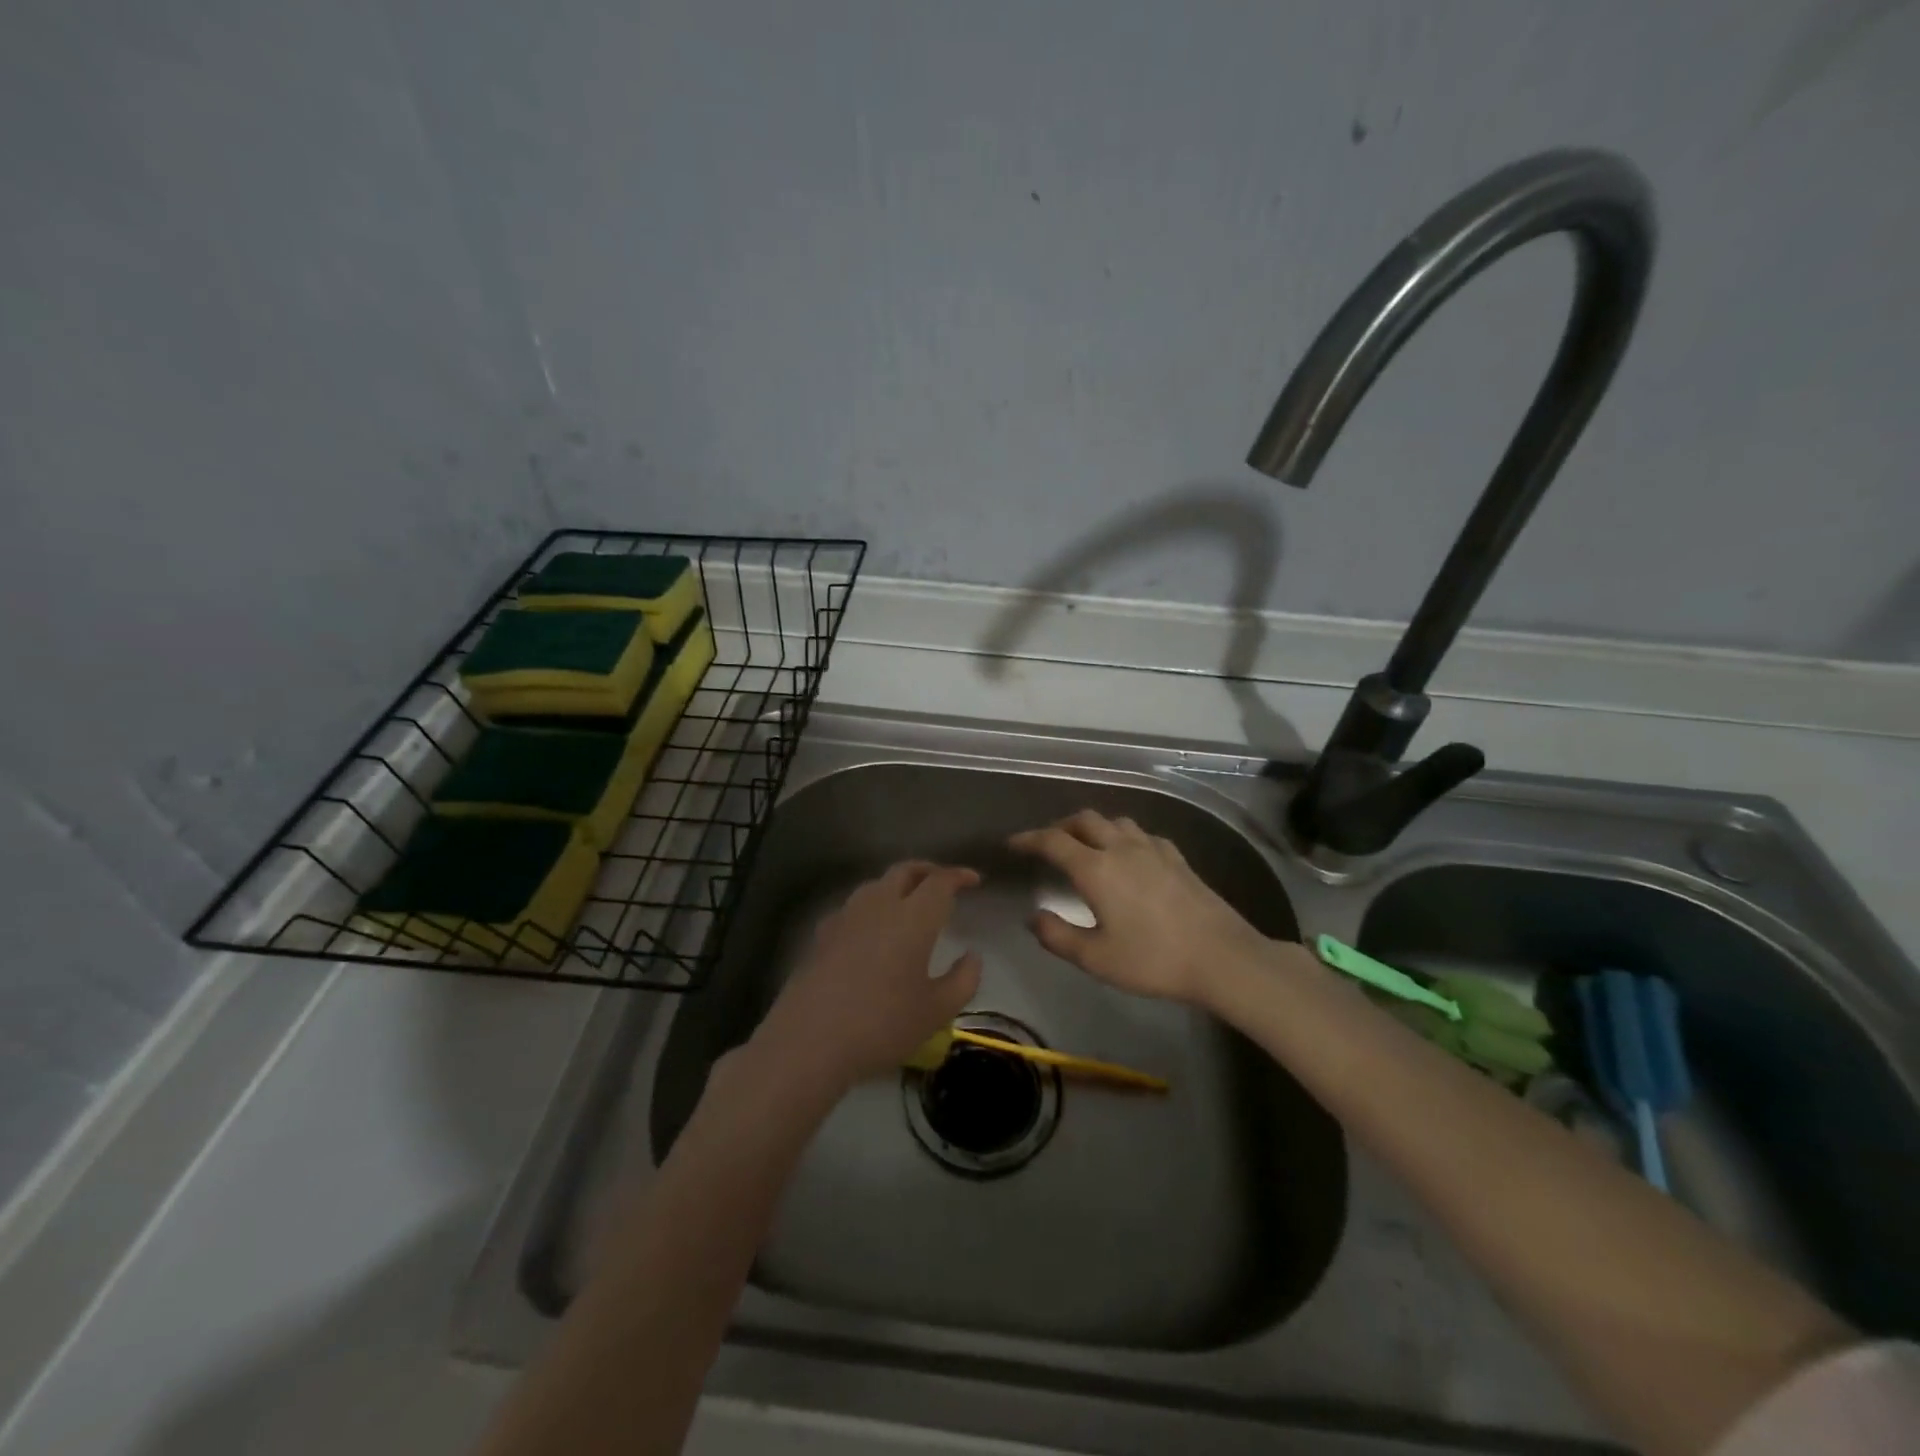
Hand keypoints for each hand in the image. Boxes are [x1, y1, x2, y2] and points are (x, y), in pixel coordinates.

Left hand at [753, 862, 982, 1090]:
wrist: (809, 1040)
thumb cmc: (882, 1024)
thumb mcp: (936, 1011)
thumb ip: (963, 980)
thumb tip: (972, 956)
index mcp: (913, 917)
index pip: (940, 881)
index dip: (959, 876)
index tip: (974, 881)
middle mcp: (879, 905)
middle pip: (905, 870)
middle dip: (928, 870)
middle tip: (943, 883)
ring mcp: (846, 916)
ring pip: (876, 884)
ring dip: (898, 885)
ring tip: (910, 904)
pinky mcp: (822, 933)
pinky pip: (854, 907)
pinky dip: (872, 907)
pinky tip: (872, 931)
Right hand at [1009, 810, 1273, 1002]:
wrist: (1221, 957)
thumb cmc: (1152, 960)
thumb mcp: (1095, 958)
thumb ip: (1057, 936)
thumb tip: (1033, 917)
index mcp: (1095, 868)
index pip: (1052, 841)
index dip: (1028, 839)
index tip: (1012, 844)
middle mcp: (1121, 848)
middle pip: (1084, 820)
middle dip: (1060, 826)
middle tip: (1047, 843)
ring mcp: (1152, 849)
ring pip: (1115, 822)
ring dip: (1093, 827)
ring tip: (1085, 845)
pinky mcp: (1176, 857)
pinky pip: (1141, 834)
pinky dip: (1123, 837)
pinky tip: (1129, 855)